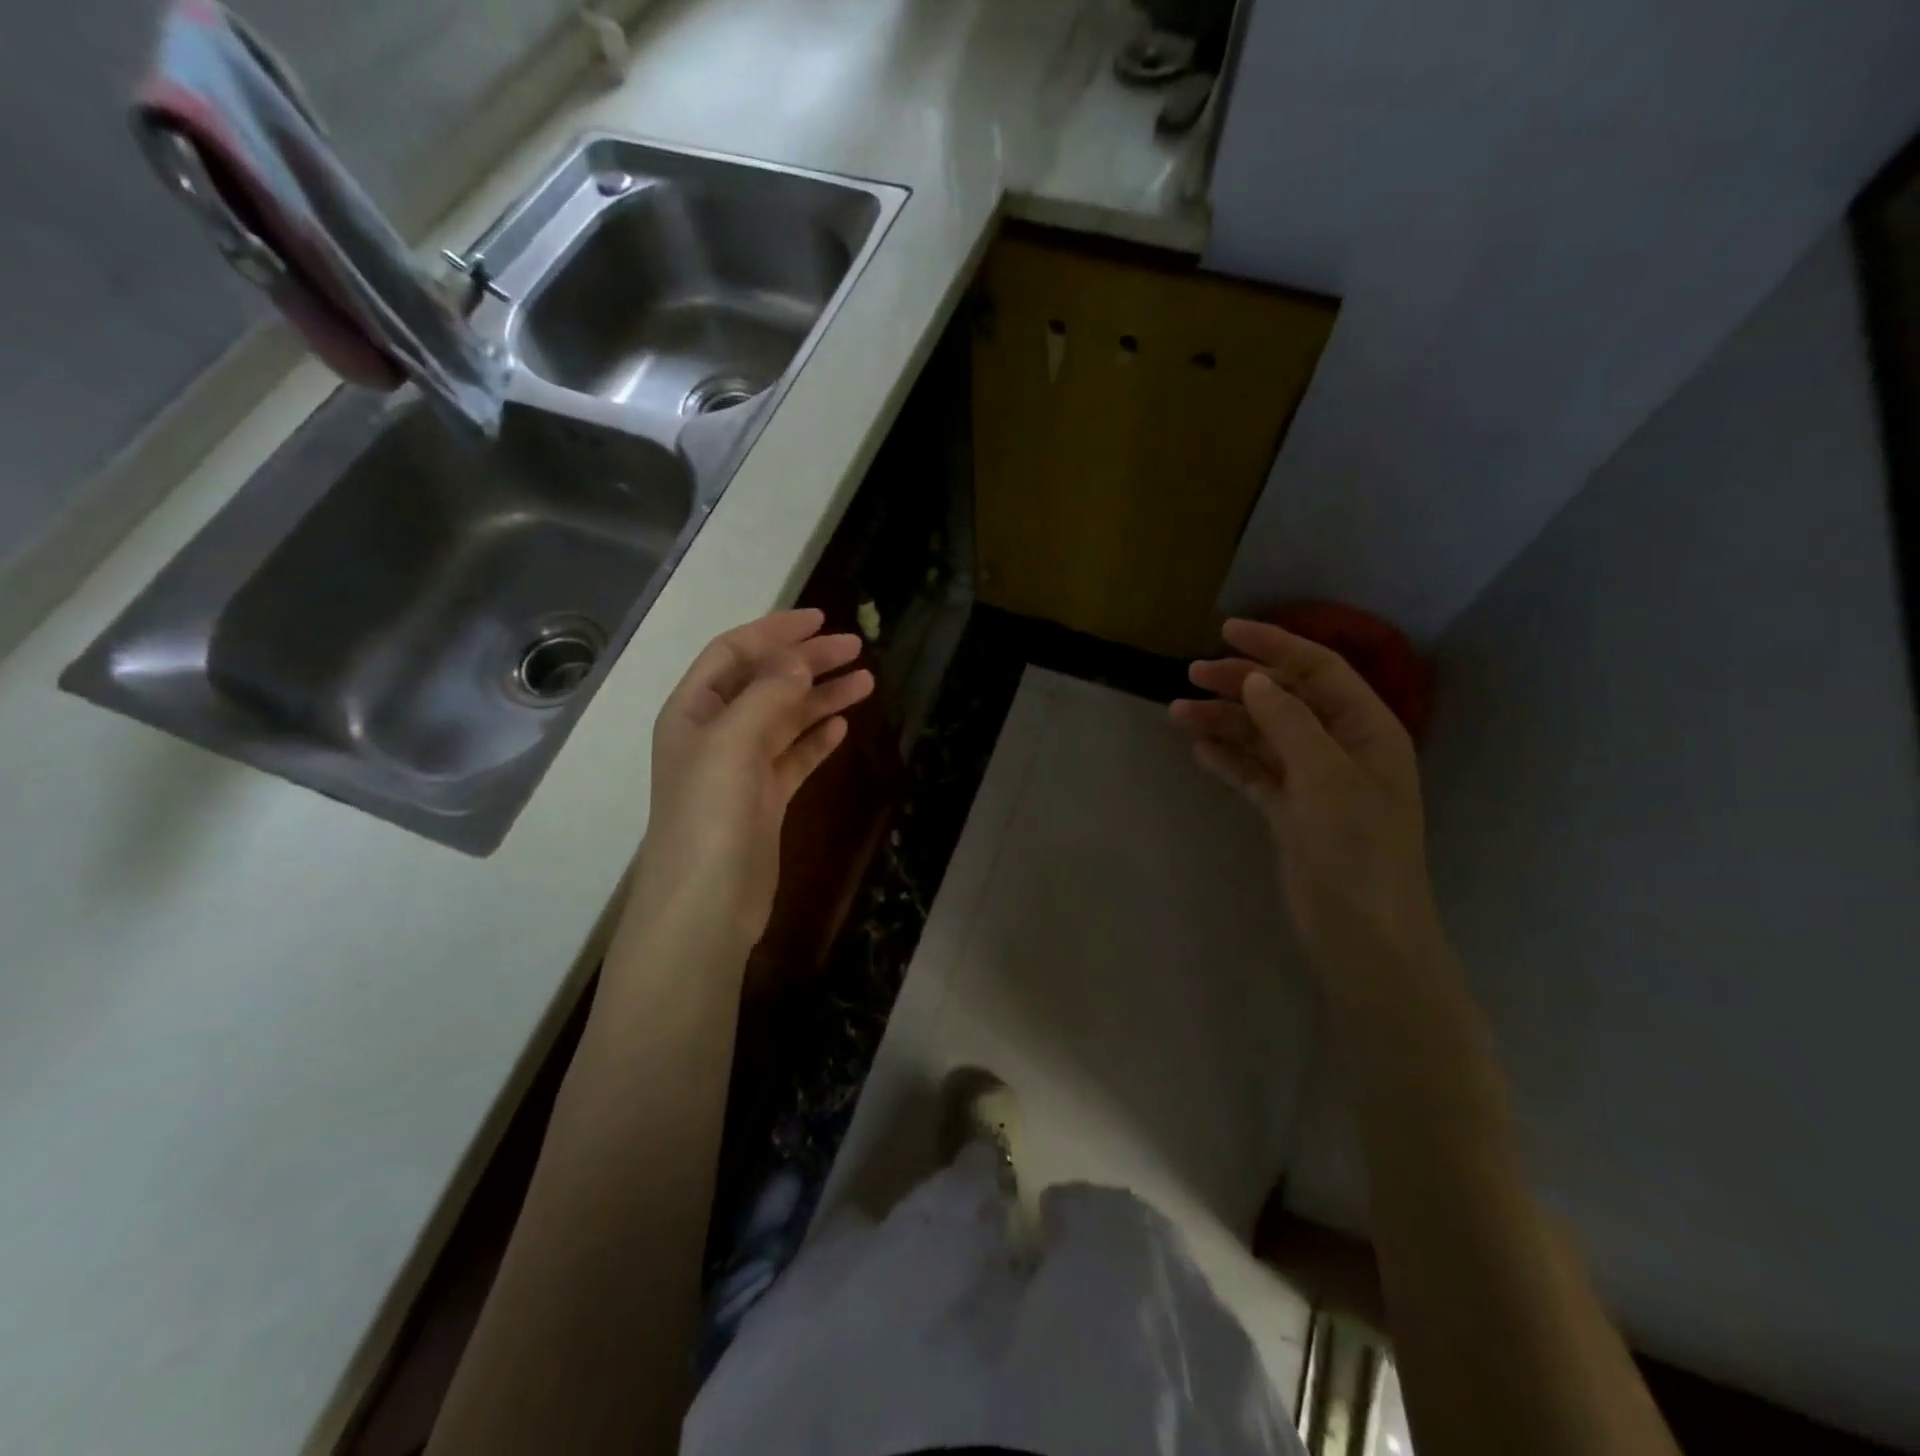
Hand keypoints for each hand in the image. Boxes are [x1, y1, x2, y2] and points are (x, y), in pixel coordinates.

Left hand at [632, 609, 873, 953]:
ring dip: (822, 698)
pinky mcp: (764, 800)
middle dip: (808, 662)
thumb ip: (767, 695)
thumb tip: (800, 661)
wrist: (706, 903)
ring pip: (786, 719)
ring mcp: (741, 768)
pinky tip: (843, 727)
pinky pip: (794, 757)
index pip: (734, 653)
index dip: (775, 632)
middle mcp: (715, 733)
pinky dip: (817, 739)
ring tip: (865, 683)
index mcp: (693, 711)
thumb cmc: (709, 816)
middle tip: (856, 649)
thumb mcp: (732, 744)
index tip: (820, 620)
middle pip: (766, 683)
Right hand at [1171, 618, 1443, 992]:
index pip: (1319, 671)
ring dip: (1224, 722)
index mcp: (1366, 730)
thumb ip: (1289, 722)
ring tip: (1177, 714)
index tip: (1226, 631)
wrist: (1362, 933)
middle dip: (1240, 683)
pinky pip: (1254, 773)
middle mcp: (1340, 748)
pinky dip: (1228, 759)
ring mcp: (1313, 782)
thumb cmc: (1356, 847)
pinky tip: (1198, 750)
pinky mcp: (1290, 813)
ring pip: (1263, 736)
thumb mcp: (1326, 776)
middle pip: (1285, 700)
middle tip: (1190, 675)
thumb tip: (1255, 679)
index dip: (1275, 646)